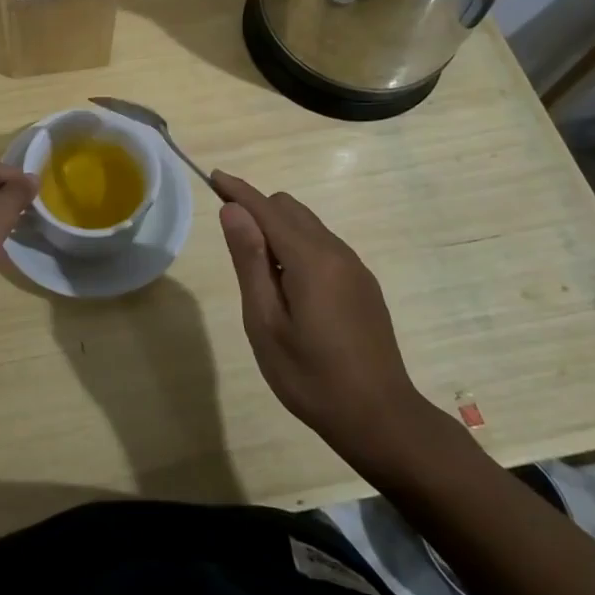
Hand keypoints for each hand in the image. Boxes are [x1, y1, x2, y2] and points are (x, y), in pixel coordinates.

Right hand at [212, 171, 424, 464]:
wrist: (381, 418)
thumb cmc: (311, 376)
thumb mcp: (265, 323)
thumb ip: (249, 261)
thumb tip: (234, 211)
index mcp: (310, 259)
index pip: (267, 208)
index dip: (238, 191)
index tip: (213, 176)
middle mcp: (336, 252)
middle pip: (290, 208)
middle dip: (257, 209)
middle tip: (230, 237)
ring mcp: (354, 267)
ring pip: (309, 225)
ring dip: (278, 228)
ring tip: (256, 267)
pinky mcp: (363, 284)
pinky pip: (323, 245)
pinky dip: (298, 245)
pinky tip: (288, 284)